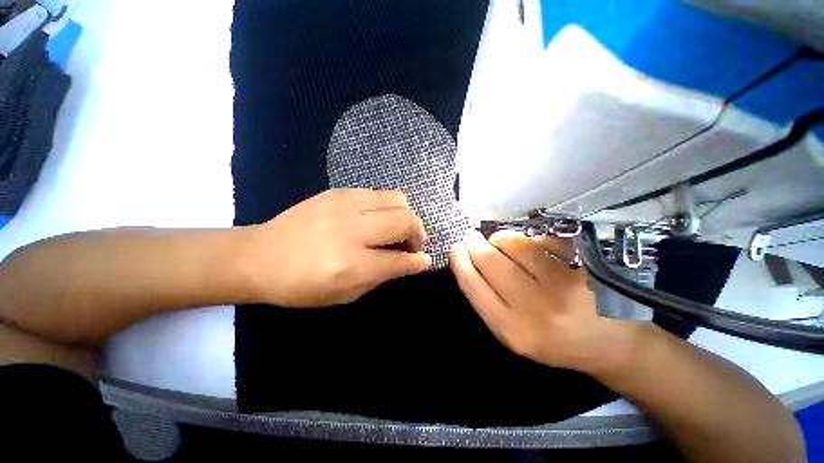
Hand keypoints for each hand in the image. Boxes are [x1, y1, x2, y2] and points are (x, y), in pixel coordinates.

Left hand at [240, 189, 431, 306]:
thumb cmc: (301, 286)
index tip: (425, 260)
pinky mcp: (338, 192)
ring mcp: (345, 205)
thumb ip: (380, 277)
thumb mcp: (344, 295)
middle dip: (419, 234)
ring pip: (398, 199)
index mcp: (352, 265)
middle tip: (413, 244)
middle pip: (406, 221)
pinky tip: (377, 217)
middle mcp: (352, 230)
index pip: (401, 260)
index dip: (419, 261)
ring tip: (398, 228)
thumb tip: (407, 262)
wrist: (259, 255)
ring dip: (406, 216)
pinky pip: (378, 193)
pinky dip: (387, 206)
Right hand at [450, 229, 628, 371]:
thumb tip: (467, 261)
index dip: (460, 261)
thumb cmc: (552, 338)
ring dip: (499, 238)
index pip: (473, 285)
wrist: (609, 342)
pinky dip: (526, 238)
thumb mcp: (512, 332)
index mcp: (512, 330)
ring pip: (514, 244)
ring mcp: (561, 285)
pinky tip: (526, 245)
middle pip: (490, 261)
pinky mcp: (582, 266)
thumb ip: (487, 300)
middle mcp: (535, 309)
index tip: (455, 248)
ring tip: (498, 242)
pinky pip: (540, 240)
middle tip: (470, 235)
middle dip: (474, 243)